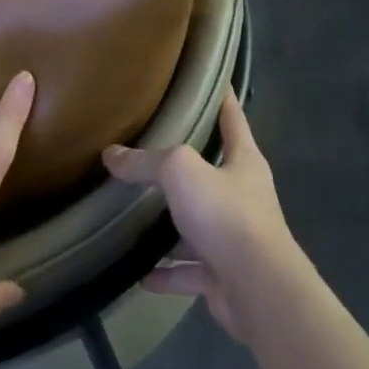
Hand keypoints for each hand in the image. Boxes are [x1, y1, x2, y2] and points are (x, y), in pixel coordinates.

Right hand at [103, 89, 293, 339]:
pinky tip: (139, 274)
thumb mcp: (181, 172)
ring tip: (137, 215)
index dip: (222, 97)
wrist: (258, 289)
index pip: (233, 117)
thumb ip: (146, 161)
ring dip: (173, 226)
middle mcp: (243, 195)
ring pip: (198, 225)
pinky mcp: (224, 275)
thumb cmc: (226, 214)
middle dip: (186, 165)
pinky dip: (166, 273)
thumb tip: (111, 155)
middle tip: (151, 148)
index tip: (211, 79)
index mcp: (244, 161)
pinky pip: (189, 270)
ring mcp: (235, 237)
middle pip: (213, 172)